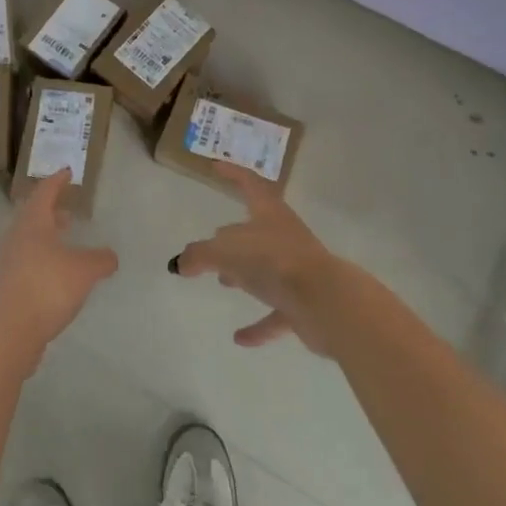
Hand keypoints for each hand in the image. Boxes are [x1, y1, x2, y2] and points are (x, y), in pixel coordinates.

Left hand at [0, 171, 117, 372]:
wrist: (9, 330)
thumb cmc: (47, 287)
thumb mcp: (84, 271)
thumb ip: (100, 260)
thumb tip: (110, 256)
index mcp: (33, 222)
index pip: (45, 192)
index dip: (57, 181)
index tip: (67, 171)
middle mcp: (16, 237)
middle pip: (33, 216)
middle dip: (51, 212)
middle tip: (67, 211)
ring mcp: (8, 262)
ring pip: (29, 241)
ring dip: (47, 238)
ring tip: (66, 243)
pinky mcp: (7, 286)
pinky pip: (27, 263)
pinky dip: (43, 260)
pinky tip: (57, 276)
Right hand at [171, 163, 342, 353]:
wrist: (326, 303)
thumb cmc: (274, 262)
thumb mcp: (225, 252)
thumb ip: (198, 255)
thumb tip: (179, 263)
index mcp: (269, 214)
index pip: (248, 183)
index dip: (231, 173)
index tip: (214, 167)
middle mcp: (285, 237)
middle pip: (256, 229)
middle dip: (234, 234)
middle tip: (212, 240)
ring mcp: (297, 270)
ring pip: (266, 268)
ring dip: (245, 274)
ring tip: (222, 281)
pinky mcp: (304, 304)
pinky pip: (275, 312)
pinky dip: (258, 325)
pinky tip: (240, 338)